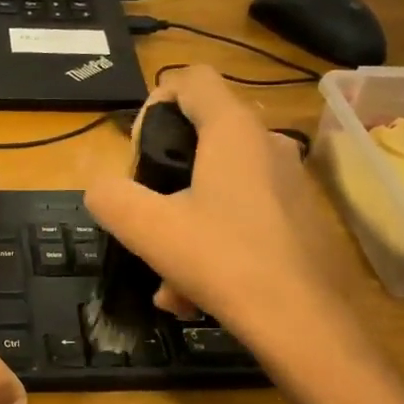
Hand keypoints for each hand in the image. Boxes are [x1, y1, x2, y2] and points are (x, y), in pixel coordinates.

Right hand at [83, 66, 339, 335]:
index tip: (139, 151)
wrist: (302, 324)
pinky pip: (241, 218)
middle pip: (202, 137)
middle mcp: (268, 145)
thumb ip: (111, 197)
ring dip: (184, 227)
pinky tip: (196, 295)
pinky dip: (212, 245)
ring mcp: (289, 182)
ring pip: (218, 188)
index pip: (192, 80)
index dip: (156, 101)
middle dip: (164, 180)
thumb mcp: (148, 229)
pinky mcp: (298, 218)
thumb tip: (101, 189)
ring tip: (167, 282)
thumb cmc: (223, 261)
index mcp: (233, 131)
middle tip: (146, 219)